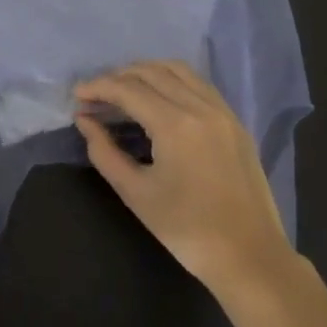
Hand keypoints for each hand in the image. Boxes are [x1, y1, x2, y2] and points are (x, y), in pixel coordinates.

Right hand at [74, 61, 296, 300]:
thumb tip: (84, 121)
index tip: (77, 95)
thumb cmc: (187, 230)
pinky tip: (159, 98)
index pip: (128, 89)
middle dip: (119, 76)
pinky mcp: (235, 122)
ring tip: (124, 89)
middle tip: (96, 94)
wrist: (250, 256)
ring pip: (179, 70)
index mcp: (175, 124)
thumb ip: (104, 152)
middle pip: (152, 72)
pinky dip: (173, 80)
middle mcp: (200, 107)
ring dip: (147, 72)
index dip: (98, 87)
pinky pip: (199, 84)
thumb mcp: (136, 193)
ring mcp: (222, 111)